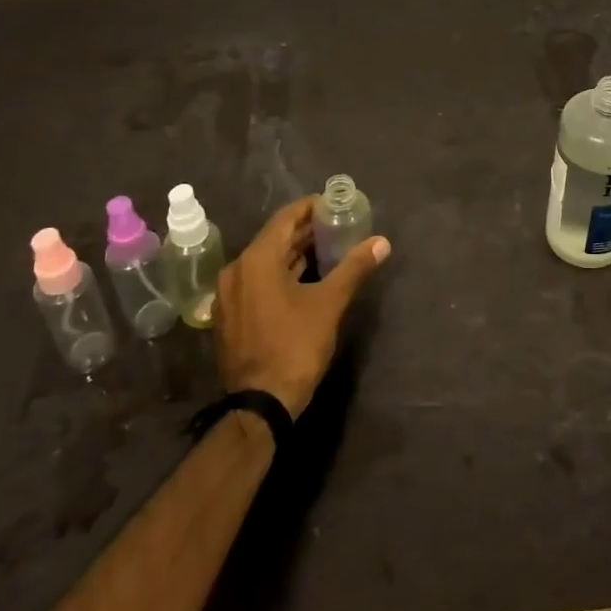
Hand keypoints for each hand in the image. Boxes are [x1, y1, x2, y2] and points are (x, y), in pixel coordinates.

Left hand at [213, 197, 390, 418]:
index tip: (336, 205)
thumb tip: (382, 242)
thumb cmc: (295, 346)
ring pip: (265, 261)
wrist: (259, 405)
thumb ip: (355, 267)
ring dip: (294, 253)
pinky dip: (280, 274)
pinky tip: (305, 279)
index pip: (286, 218)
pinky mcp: (229, 315)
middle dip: (306, 231)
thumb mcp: (330, 304)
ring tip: (328, 249)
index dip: (312, 208)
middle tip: (338, 226)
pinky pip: (257, 281)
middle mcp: (236, 270)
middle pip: (275, 238)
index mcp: (256, 259)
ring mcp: (229, 294)